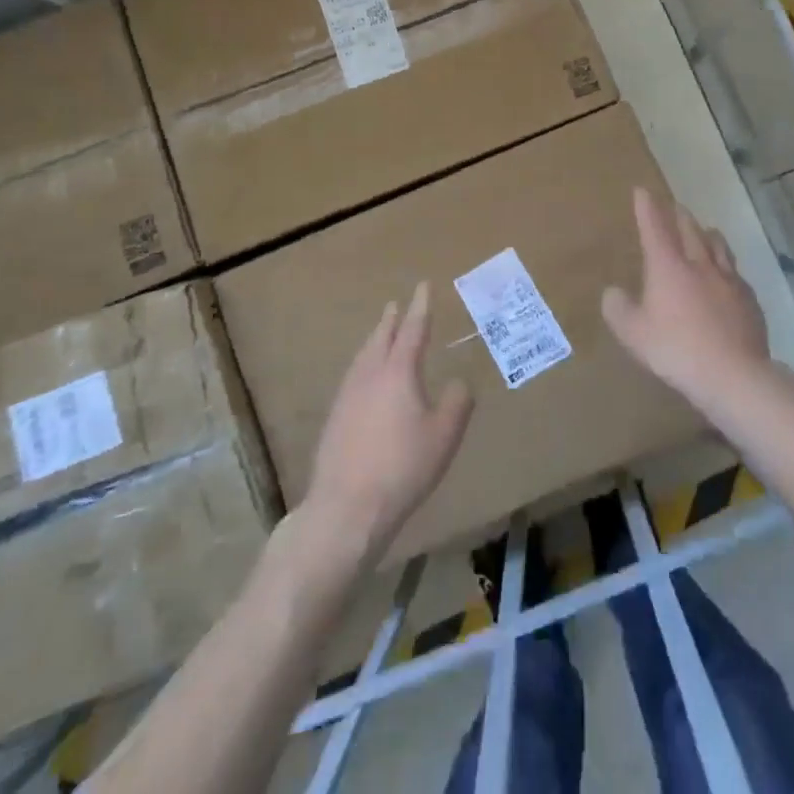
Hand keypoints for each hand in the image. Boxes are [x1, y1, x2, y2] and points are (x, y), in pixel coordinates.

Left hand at [307, 283, 473, 566]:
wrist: (347, 507)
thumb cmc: (403, 467)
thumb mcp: (443, 436)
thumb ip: (456, 403)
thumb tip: (458, 382)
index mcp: (398, 372)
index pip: (412, 330)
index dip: (420, 307)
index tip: (423, 286)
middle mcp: (370, 375)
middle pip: (381, 338)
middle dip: (391, 320)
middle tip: (396, 305)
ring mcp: (347, 396)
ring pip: (363, 357)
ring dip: (375, 341)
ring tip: (381, 335)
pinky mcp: (334, 418)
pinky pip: (353, 377)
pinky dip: (364, 365)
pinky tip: (365, 380)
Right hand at [602, 187, 770, 411]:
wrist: (733, 374)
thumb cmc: (675, 350)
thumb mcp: (633, 334)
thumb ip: (618, 309)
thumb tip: (613, 292)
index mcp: (668, 267)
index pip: (655, 228)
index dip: (647, 208)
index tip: (643, 191)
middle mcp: (700, 264)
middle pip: (690, 230)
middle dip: (679, 215)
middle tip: (675, 206)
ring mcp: (729, 281)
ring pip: (718, 247)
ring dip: (708, 235)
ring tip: (706, 231)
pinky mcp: (749, 301)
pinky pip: (736, 275)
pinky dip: (728, 268)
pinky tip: (729, 276)